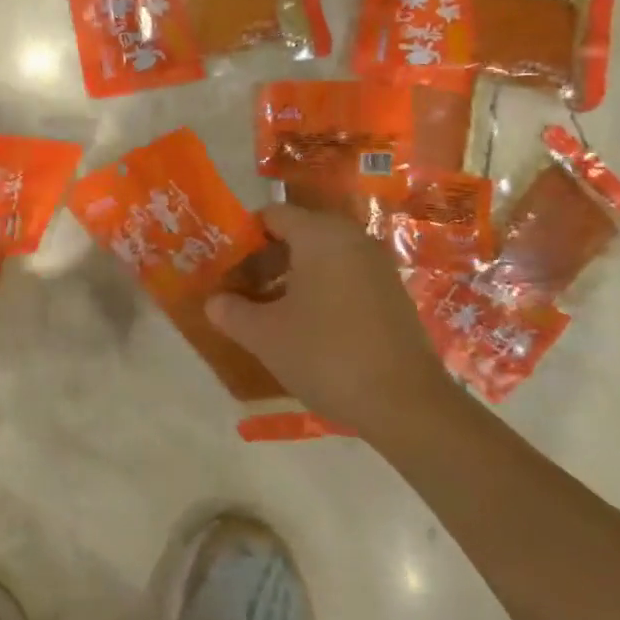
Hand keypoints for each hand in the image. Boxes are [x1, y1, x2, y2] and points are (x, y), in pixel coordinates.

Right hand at [206, 204, 451, 438]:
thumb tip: (213, 302)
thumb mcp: (265, 336)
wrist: (406, 404)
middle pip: (298, 234)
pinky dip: (321, 291)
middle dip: (266, 261)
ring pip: (322, 258)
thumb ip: (231, 312)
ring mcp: (377, 266)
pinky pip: (345, 277)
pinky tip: (307, 329)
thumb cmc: (326, 355)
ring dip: (292, 279)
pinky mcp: (392, 293)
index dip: (243, 239)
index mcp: (320, 235)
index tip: (226, 270)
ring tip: (270, 314)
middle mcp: (352, 239)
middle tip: (243, 293)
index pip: (272, 215)